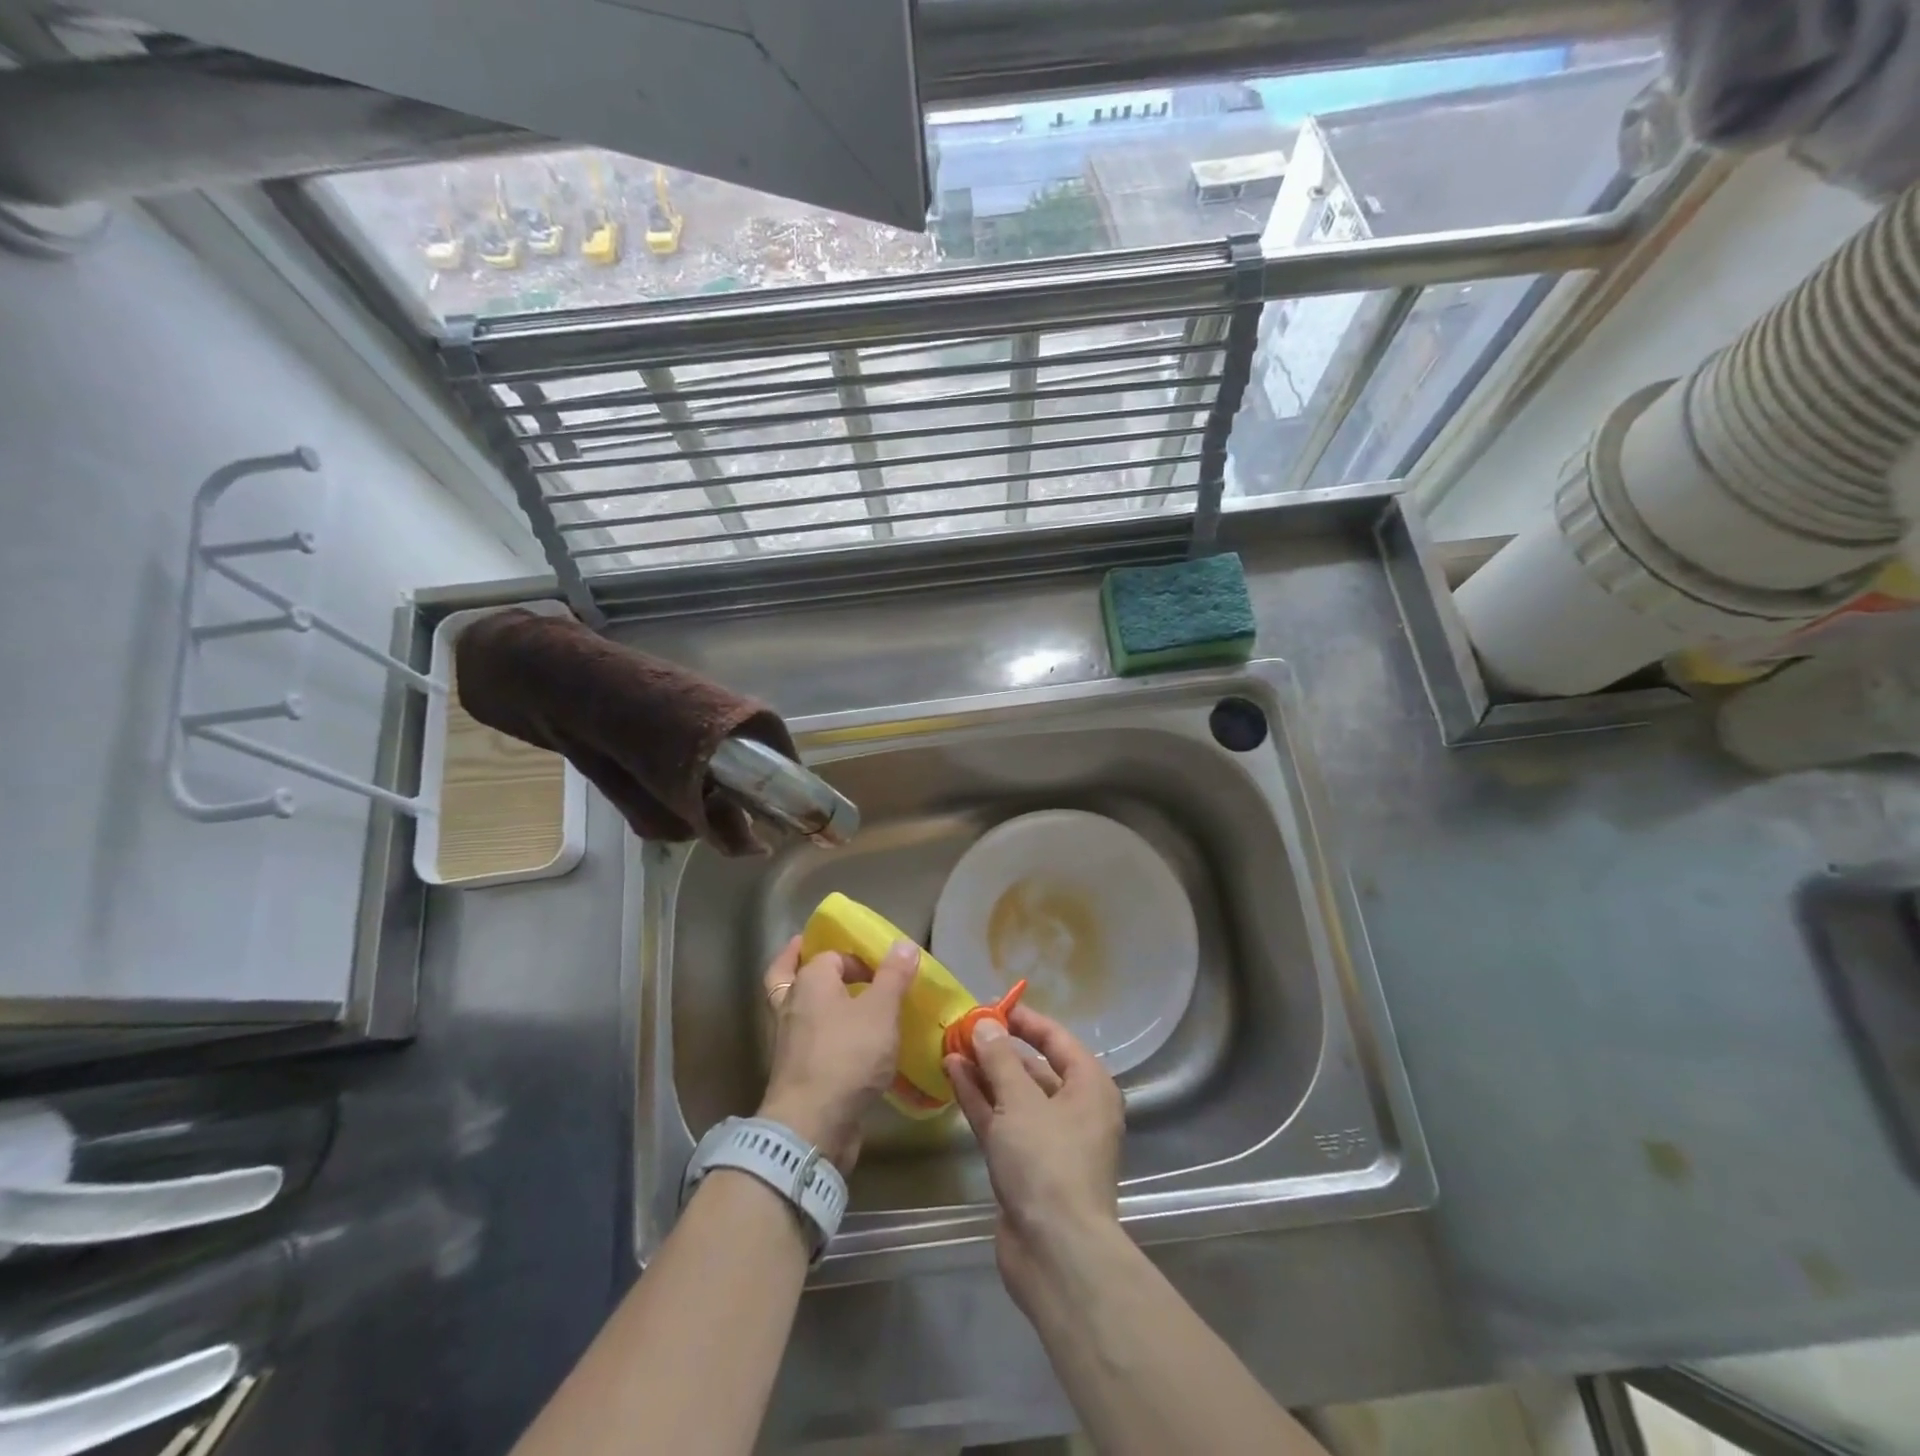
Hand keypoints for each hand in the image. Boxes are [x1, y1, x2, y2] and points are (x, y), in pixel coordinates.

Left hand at [758, 935, 918, 1173]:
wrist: (812, 1125)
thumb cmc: (848, 1056)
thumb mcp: (881, 1011)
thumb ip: (893, 976)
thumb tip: (903, 943)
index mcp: (810, 981)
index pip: (830, 955)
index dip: (856, 960)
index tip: (882, 975)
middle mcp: (791, 1004)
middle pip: (789, 974)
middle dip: (802, 964)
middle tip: (826, 963)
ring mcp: (787, 1040)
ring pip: (794, 1009)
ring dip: (811, 1002)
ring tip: (841, 1002)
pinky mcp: (793, 1071)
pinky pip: (805, 1041)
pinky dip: (819, 1035)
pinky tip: (845, 1044)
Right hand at [944, 1006, 1125, 1307]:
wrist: (1056, 1253)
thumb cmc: (1048, 1163)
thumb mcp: (1021, 1102)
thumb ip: (1000, 1059)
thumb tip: (985, 1024)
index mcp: (1089, 1086)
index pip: (1056, 1038)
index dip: (1024, 1020)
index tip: (991, 1005)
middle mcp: (1074, 1108)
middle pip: (1034, 1066)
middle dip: (999, 1047)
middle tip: (964, 1027)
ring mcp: (1049, 1139)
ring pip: (1014, 1095)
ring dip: (984, 1072)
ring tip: (951, 1047)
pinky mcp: (1025, 1165)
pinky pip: (1002, 1120)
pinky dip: (980, 1099)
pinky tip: (952, 1075)